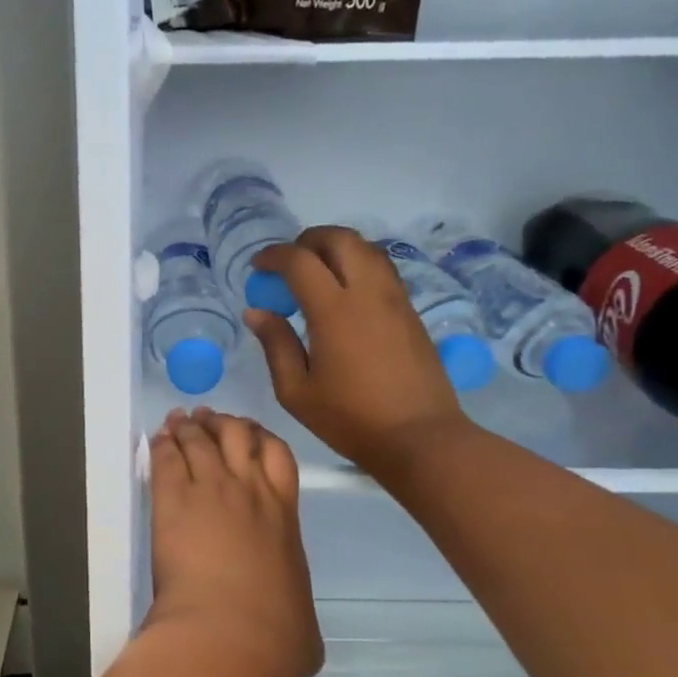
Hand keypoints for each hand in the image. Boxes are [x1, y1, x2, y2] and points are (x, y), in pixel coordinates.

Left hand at [147, 409, 321, 676]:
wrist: (232, 632)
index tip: (250, 434)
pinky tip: (158, 439)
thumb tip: (297, 628)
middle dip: (223, 423)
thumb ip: (296, 609)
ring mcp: (210, 490)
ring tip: (178, 420)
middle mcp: (249, 491)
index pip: (278, 456)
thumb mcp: (302, 622)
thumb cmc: (274, 636)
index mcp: (284, 516)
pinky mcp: (173, 500)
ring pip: (199, 440)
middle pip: (238, 435)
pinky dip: (162, 445)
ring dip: (188, 427)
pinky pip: (166, 459)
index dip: (262, 438)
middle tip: (207, 419)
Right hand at [247, 226, 466, 472]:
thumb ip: (275, 345)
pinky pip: (382, 269)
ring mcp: (394, 299)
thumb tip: (257, 312)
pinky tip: (345, 292)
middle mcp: (367, 293)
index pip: (300, 261)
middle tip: (288, 263)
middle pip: (339, 239)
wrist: (420, 438)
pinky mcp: (410, 311)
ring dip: (336, 248)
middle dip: (308, 240)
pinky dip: (358, 264)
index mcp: (334, 311)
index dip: (274, 256)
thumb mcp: (297, 392)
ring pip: (366, 248)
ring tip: (317, 272)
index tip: (258, 267)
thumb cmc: (351, 419)